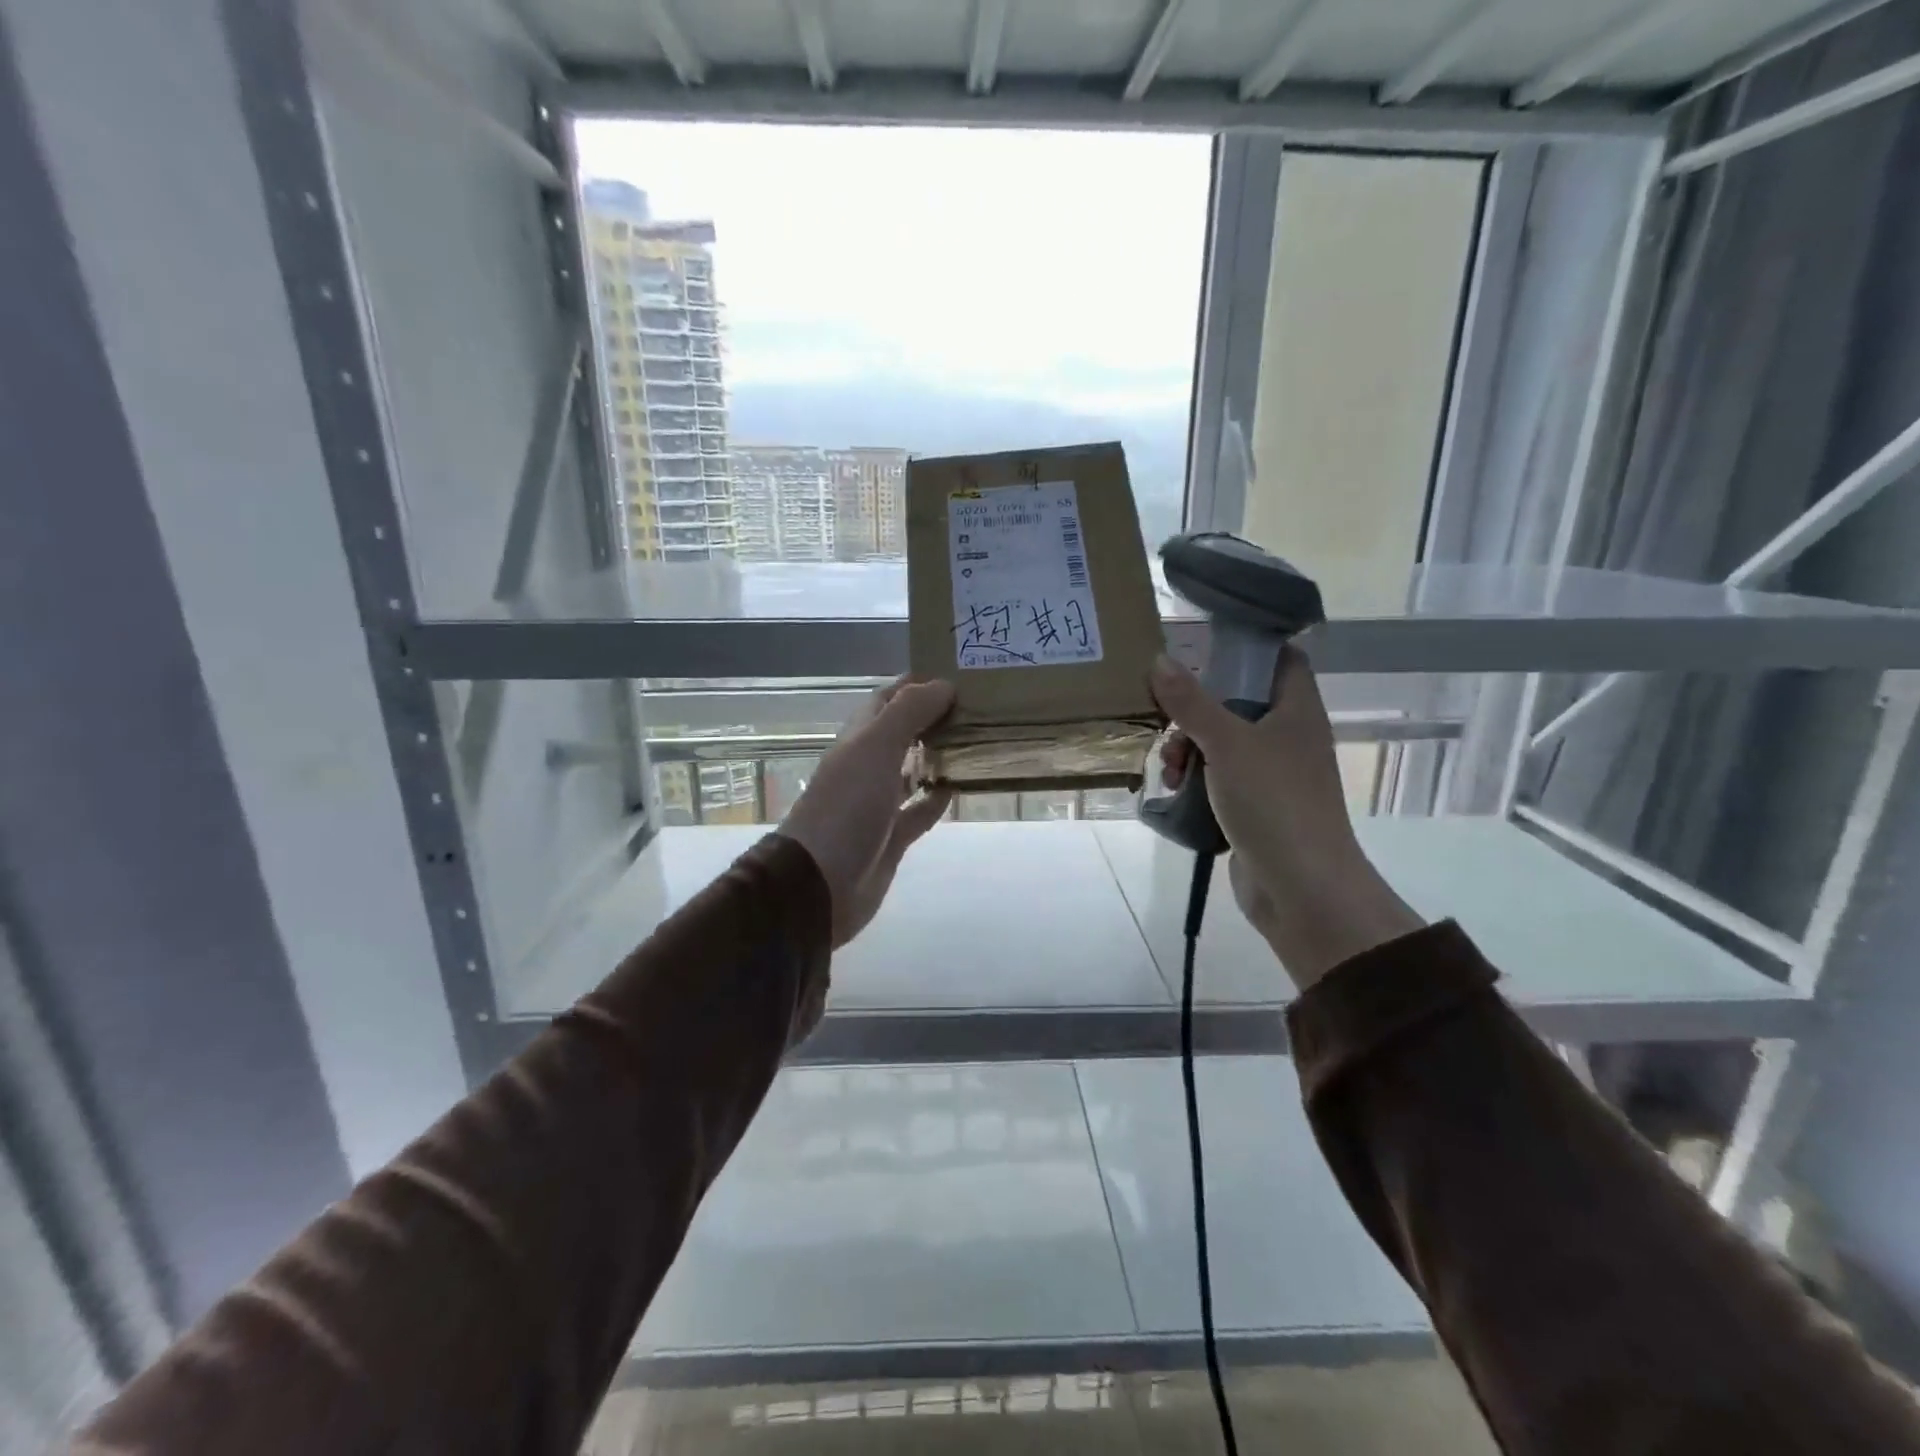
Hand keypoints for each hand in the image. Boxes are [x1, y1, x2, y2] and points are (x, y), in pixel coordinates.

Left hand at [779, 676, 955, 950]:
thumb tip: (944, 684)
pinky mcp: (892, 835)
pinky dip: (937, 798)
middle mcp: (868, 764)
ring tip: (979, 739)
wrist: (821, 882)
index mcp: (859, 738)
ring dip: (939, 755)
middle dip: (935, 717)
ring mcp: (879, 801)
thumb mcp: (876, 748)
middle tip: (980, 705)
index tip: (960, 672)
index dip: (919, 683)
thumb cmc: (847, 806)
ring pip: (914, 769)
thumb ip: (909, 712)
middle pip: (905, 731)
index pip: (890, 698)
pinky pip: (920, 810)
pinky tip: (961, 787)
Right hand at [1148, 650, 1422, 987]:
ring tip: (1171, 770)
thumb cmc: (1273, 802)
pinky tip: (1176, 792)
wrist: (1302, 888)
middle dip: (1196, 710)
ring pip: (1223, 742)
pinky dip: (1197, 780)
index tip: (1201, 648)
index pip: (1279, 658)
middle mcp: (1289, 736)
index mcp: (1296, 710)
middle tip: (1168, 722)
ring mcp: (1273, 773)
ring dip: (1189, 749)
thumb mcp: (1227, 744)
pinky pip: (1220, 778)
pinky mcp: (1256, 806)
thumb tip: (1160, 660)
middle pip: (1238, 701)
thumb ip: (1191, 702)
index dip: (1245, 648)